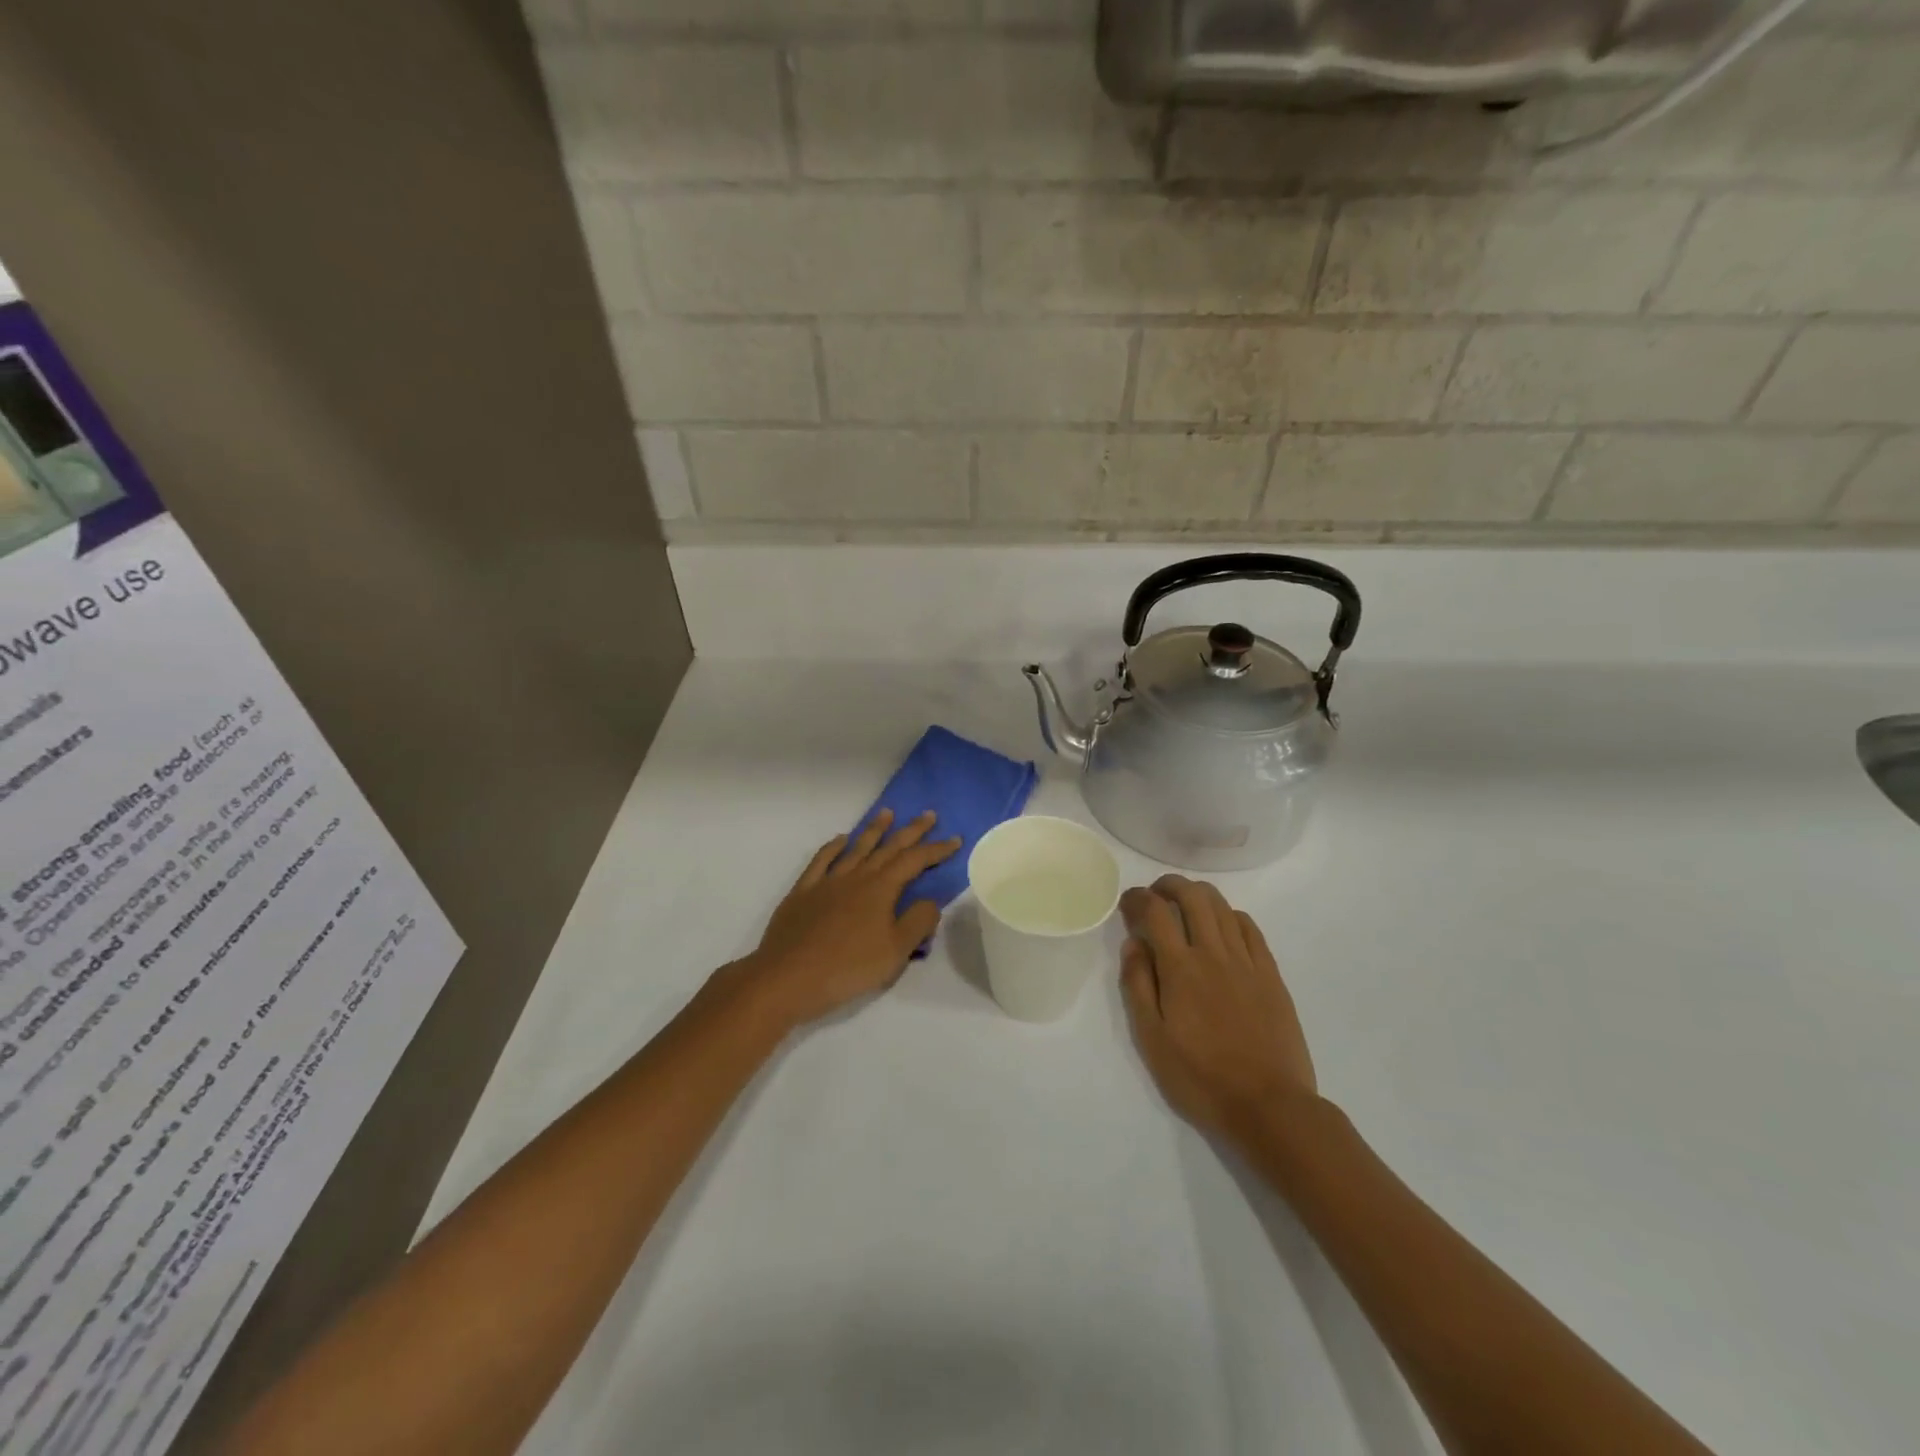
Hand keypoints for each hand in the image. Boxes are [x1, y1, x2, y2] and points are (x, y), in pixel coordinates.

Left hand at [740, 809, 960, 1028]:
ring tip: (887, 813)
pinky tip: (841, 840)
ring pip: (856, 848)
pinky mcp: (803, 892)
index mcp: (881, 890)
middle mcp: (856, 877)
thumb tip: (930, 900)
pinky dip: (833, 847)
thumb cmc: (847, 968)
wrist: (787, 978)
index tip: (955, 839)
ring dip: (874, 830)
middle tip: (928, 814)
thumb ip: (918, 922)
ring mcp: (827, 882)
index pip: (914, 861)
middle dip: (911, 831)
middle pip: (888, 848)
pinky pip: (821, 861)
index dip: (936, 849)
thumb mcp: (895, 952)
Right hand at [1120, 875, 1317, 1139]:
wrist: (1270, 1107)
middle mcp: (1214, 953)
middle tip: (1155, 894)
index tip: (1127, 902)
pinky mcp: (1271, 975)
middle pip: (1192, 897)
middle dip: (1169, 885)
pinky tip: (1222, 925)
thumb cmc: (1201, 1078)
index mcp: (1180, 969)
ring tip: (1184, 903)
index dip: (1137, 898)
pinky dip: (1230, 915)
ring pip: (1222, 907)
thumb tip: (1133, 944)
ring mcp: (1247, 962)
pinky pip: (1250, 928)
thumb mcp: (1152, 1040)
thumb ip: (1138, 986)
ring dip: (1199, 894)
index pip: (1155, 912)